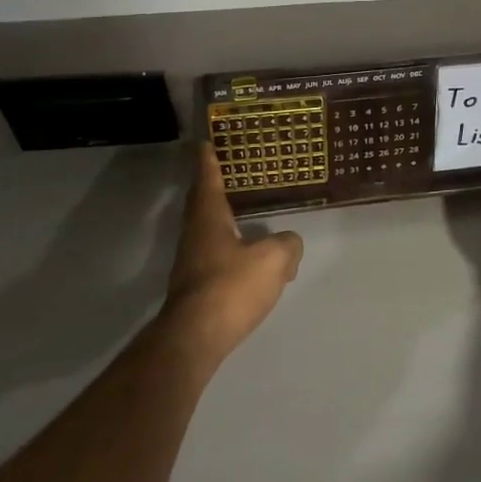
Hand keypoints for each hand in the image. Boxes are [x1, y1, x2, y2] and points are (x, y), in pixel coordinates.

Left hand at [159, 145, 303, 368]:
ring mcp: (191, 263)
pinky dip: (228, 249)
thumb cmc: (231, 286)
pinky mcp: (195, 288)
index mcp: (209, 218)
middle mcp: (194, 235)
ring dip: (220, 220)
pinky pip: (213, 257)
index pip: (207, 180)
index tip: (205, 144)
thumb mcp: (272, 260)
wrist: (196, 337)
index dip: (209, 161)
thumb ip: (287, 245)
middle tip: (224, 172)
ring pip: (207, 232)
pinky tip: (246, 260)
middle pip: (201, 204)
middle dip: (210, 187)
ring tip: (241, 214)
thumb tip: (289, 242)